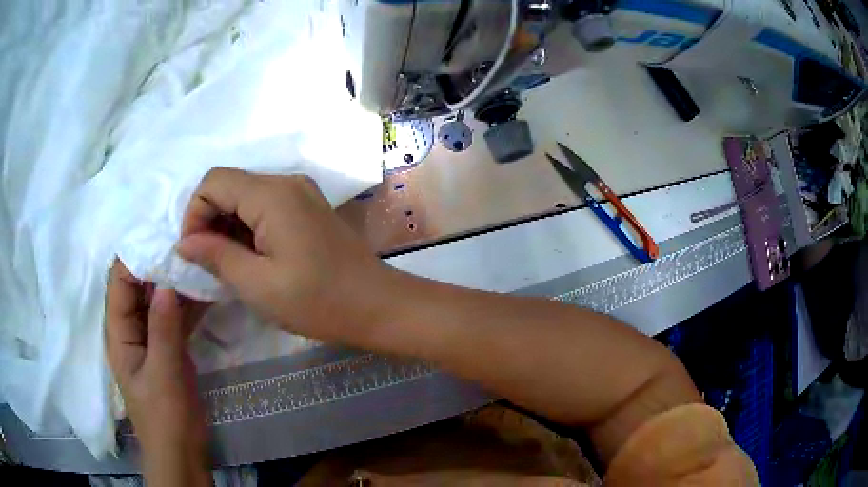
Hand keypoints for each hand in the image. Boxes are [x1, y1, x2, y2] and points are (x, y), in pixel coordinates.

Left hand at [105, 260, 210, 485]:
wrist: (181, 451)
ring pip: (159, 300)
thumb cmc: (164, 416)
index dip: (136, 257)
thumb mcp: (162, 373)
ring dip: (175, 282)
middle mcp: (131, 328)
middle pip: (139, 286)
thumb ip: (162, 328)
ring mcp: (151, 337)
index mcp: (119, 331)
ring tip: (199, 259)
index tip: (162, 237)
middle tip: (186, 242)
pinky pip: (175, 317)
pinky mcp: (168, 348)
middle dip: (158, 264)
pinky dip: (187, 304)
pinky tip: (206, 289)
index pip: (120, 282)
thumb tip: (166, 281)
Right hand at [176, 168, 396, 343]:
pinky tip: (250, 258)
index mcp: (272, 194)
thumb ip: (216, 256)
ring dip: (228, 226)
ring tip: (228, 265)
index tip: (193, 252)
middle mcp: (287, 182)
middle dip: (209, 220)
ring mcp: (301, 193)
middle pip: (230, 186)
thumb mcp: (258, 285)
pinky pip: (265, 207)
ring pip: (246, 197)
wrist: (377, 306)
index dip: (194, 213)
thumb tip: (185, 242)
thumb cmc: (317, 301)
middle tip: (208, 263)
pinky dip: (248, 228)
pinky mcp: (308, 209)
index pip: (214, 182)